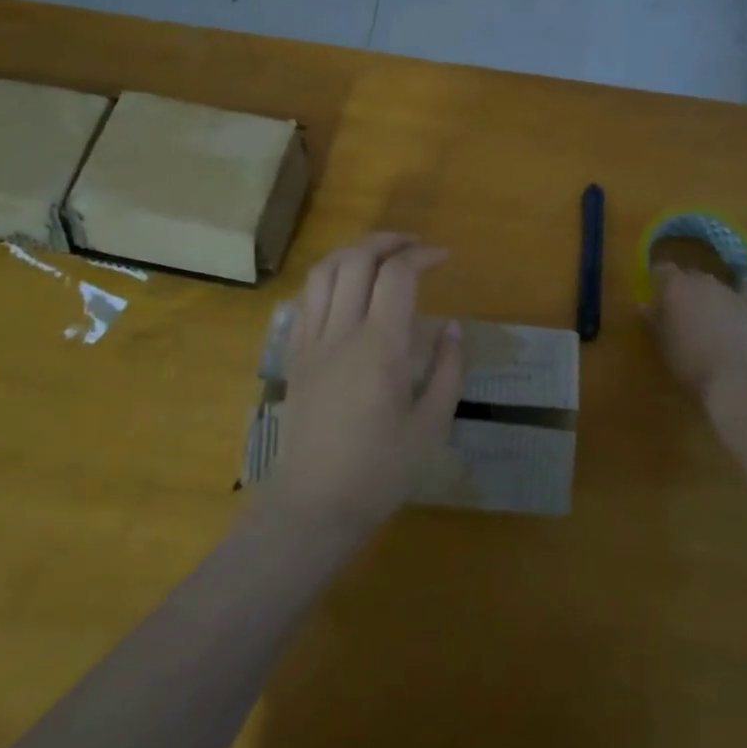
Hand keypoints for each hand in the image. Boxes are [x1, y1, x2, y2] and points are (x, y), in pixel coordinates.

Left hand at [267, 233, 463, 535]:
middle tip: (414, 246)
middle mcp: (341, 332)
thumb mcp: (431, 426)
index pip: (397, 275)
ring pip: (324, 271)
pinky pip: (306, 298)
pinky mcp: (294, 355)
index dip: (421, 256)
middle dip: (388, 240)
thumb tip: (452, 326)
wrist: (313, 507)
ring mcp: (311, 341)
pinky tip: (346, 288)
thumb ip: (447, 370)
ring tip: (380, 256)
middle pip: (356, 259)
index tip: (443, 257)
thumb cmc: (379, 472)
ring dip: (354, 252)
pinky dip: (328, 277)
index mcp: (380, 348)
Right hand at [643, 262, 746, 404]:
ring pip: (715, 285)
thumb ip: (654, 320)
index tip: (656, 297)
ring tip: (708, 319)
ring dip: (709, 296)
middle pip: (689, 276)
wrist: (733, 377)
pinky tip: (739, 301)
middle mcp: (702, 279)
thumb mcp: (662, 343)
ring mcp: (729, 290)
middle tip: (681, 313)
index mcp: (675, 285)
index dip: (659, 281)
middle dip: (684, 290)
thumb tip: (645, 305)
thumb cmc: (689, 362)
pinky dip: (741, 293)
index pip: (662, 269)